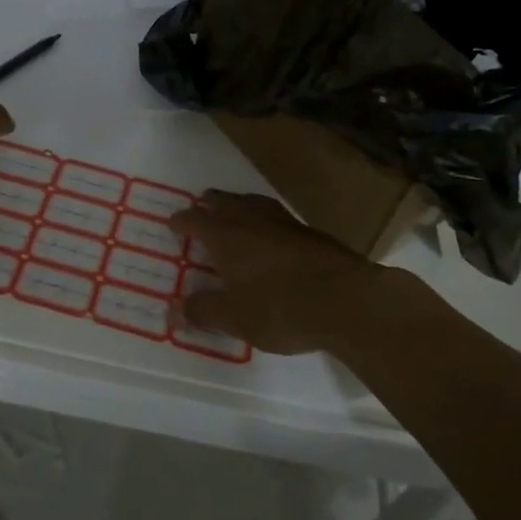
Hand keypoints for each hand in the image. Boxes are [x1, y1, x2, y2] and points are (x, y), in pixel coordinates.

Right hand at [170, 192, 396, 354]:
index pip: (195, 220)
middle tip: (201, 208)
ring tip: (234, 213)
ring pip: (253, 204)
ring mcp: (284, 222)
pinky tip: (271, 236)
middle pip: (224, 202)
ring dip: (239, 206)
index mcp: (226, 235)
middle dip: (210, 205)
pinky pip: (277, 217)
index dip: (182, 221)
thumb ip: (202, 311)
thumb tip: (173, 309)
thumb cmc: (280, 307)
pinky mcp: (310, 232)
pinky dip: (265, 220)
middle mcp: (252, 219)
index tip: (173, 224)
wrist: (347, 300)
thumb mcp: (234, 318)